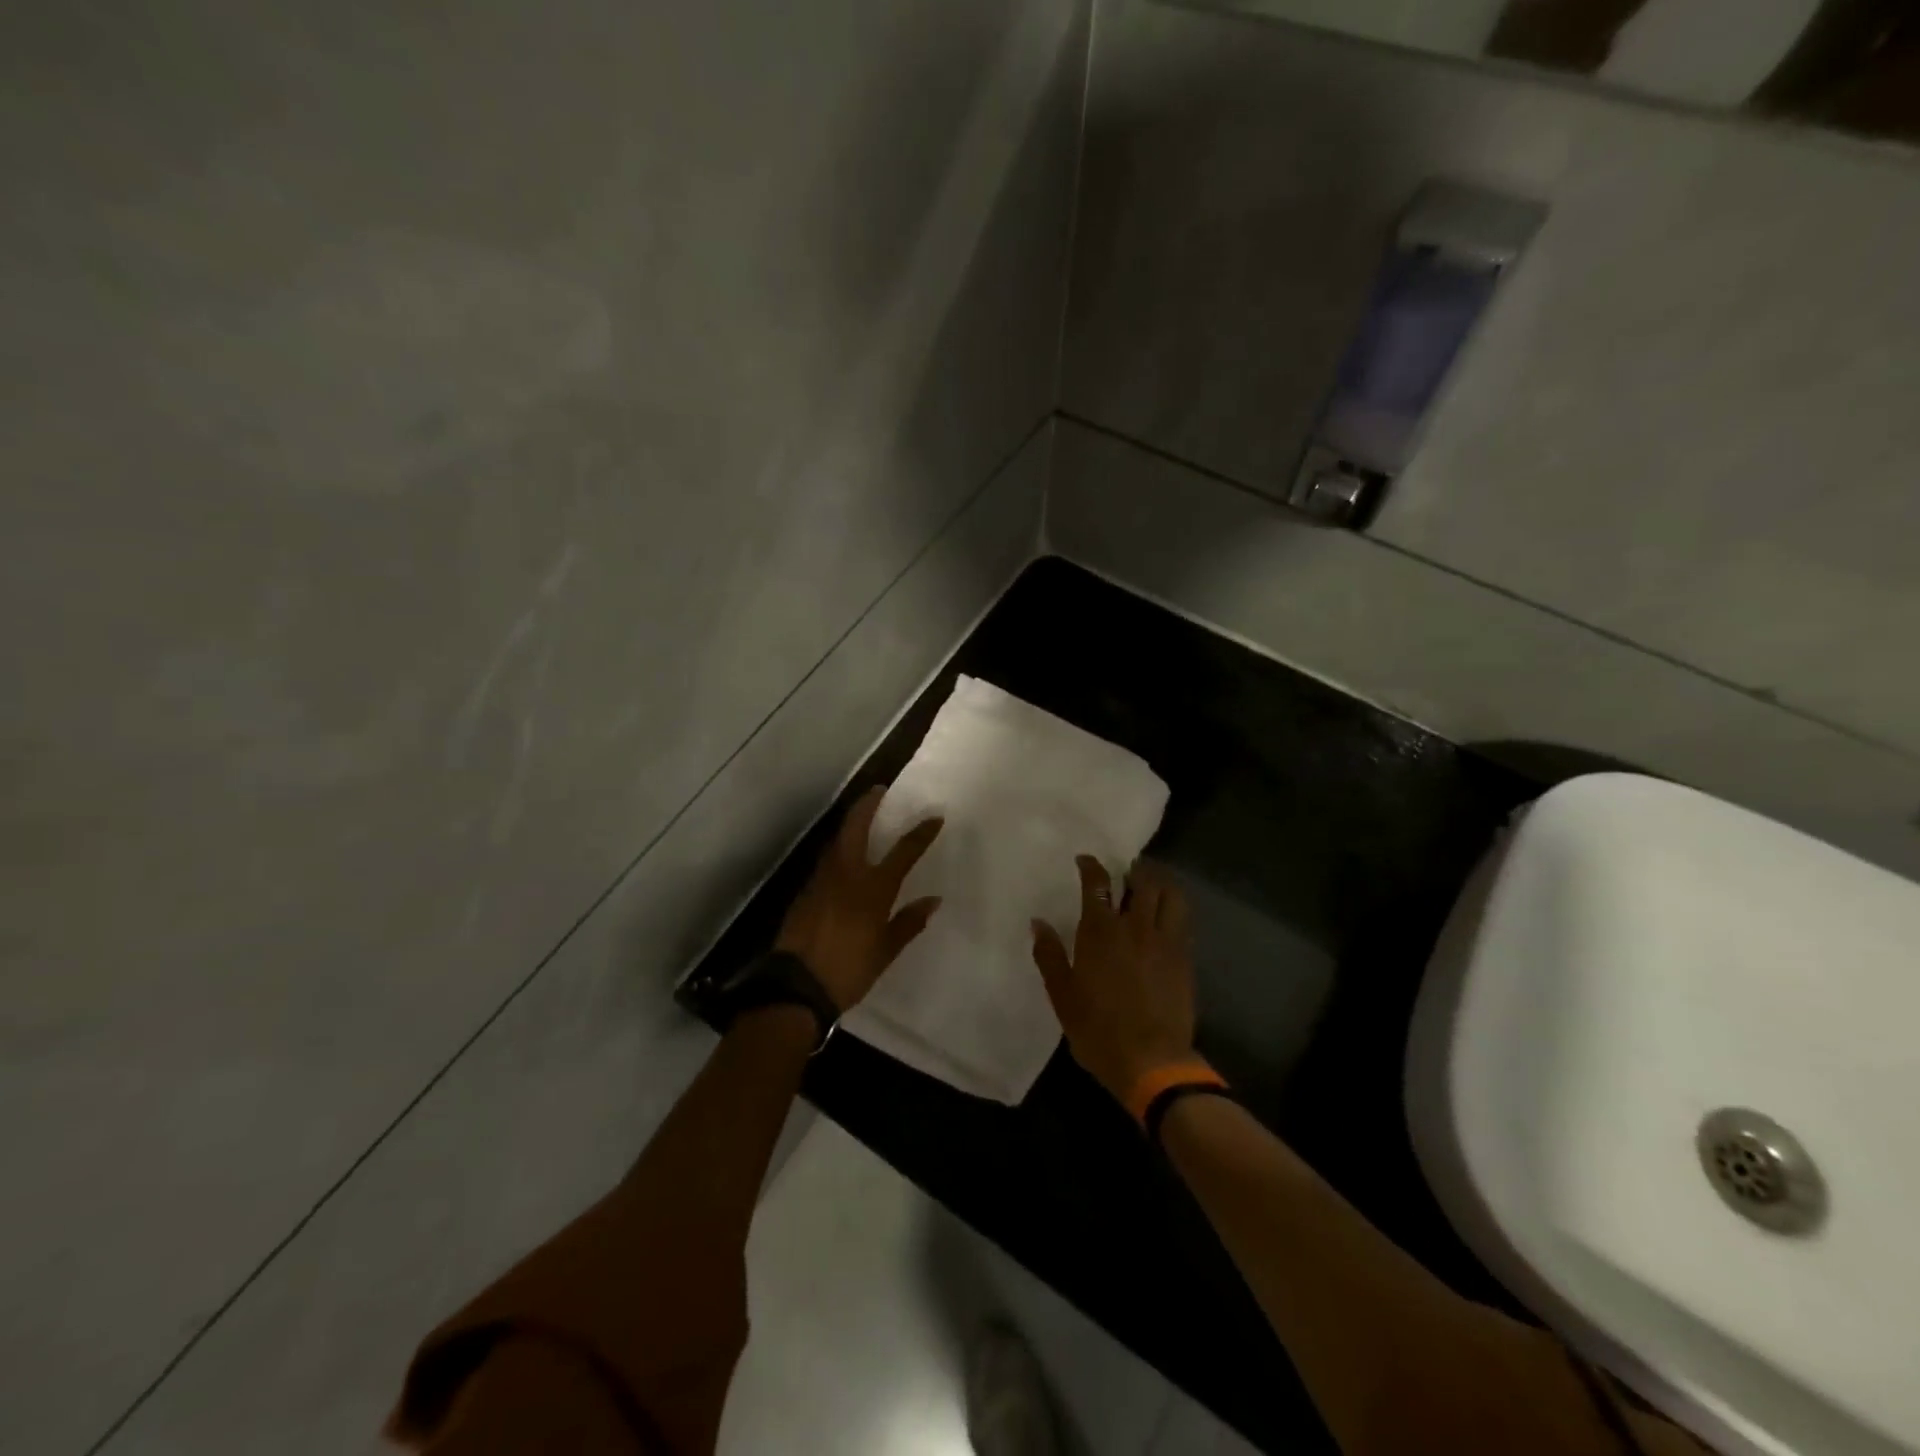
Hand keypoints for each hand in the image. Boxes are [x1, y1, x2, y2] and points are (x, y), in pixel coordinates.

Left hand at [776, 786, 943, 1012]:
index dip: (920, 833)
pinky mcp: (805, 891)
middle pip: (856, 828)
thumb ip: (909, 922)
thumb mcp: (885, 950)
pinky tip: (843, 855)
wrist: (795, 986)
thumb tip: (933, 900)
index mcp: (872, 888)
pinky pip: (826, 860)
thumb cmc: (848, 970)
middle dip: (867, 805)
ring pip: (836, 841)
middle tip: (878, 790)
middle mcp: (846, 874)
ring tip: (862, 818)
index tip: (934, 818)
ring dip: (850, 824)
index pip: (903, 852)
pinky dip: (838, 848)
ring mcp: (821, 880)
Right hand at [1031, 856, 1196, 1103]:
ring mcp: (1166, 942)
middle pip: (1142, 881)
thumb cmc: (1098, 1029)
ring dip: (1160, 883)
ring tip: (1152, 885)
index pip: (1098, 884)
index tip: (1085, 860)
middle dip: (1134, 870)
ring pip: (1171, 896)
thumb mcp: (1062, 995)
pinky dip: (1175, 908)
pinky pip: (1183, 921)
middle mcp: (1135, 927)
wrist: (1152, 1061)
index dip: (1091, 866)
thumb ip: (1049, 955)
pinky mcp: (1185, 959)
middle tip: (1126, 871)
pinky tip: (1167, 917)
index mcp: (1101, 932)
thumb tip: (1038, 922)